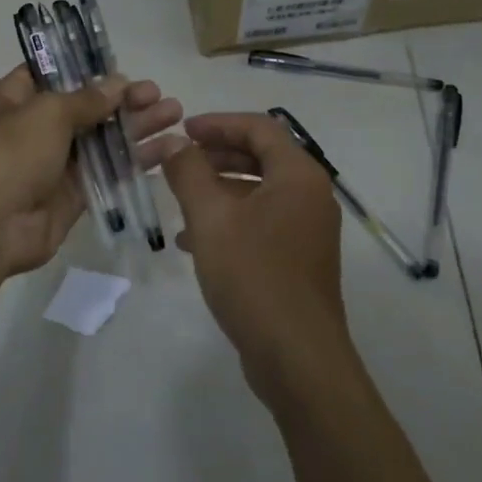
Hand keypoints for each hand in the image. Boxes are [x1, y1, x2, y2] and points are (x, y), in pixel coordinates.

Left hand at [0, 66, 181, 281]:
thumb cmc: (10, 153)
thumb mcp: (47, 112)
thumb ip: (86, 98)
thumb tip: (118, 83)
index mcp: (16, 99)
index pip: (52, 74)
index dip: (86, 69)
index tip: (121, 66)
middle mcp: (34, 128)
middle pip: (86, 107)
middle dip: (123, 100)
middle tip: (159, 95)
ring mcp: (54, 163)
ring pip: (102, 140)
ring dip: (137, 127)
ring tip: (175, 115)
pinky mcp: (72, 195)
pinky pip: (108, 173)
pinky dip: (135, 162)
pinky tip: (166, 151)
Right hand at [158, 113, 350, 399]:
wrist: (297, 358)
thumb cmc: (254, 276)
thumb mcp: (211, 218)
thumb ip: (188, 173)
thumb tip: (170, 143)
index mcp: (298, 175)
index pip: (258, 127)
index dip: (218, 123)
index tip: (182, 130)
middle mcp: (310, 195)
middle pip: (260, 156)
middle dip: (216, 155)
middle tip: (177, 161)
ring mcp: (307, 229)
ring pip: (258, 191)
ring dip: (218, 188)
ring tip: (178, 200)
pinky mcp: (299, 258)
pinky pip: (262, 221)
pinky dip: (230, 219)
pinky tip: (193, 240)